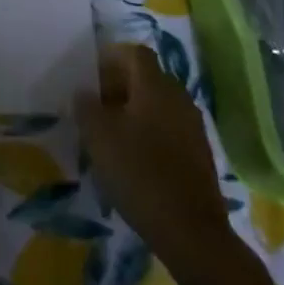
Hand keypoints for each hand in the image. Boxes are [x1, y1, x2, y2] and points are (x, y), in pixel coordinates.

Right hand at [75, 43, 242, 284]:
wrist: (191, 231)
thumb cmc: (140, 173)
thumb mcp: (99, 138)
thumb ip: (86, 107)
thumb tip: (84, 92)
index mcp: (155, 85)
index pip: (134, 53)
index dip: (111, 59)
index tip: (90, 78)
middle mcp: (178, 97)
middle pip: (147, 77)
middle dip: (120, 86)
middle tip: (95, 107)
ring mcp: (193, 125)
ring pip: (158, 104)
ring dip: (134, 111)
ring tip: (111, 135)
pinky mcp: (199, 153)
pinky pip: (169, 128)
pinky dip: (150, 133)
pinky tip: (134, 158)